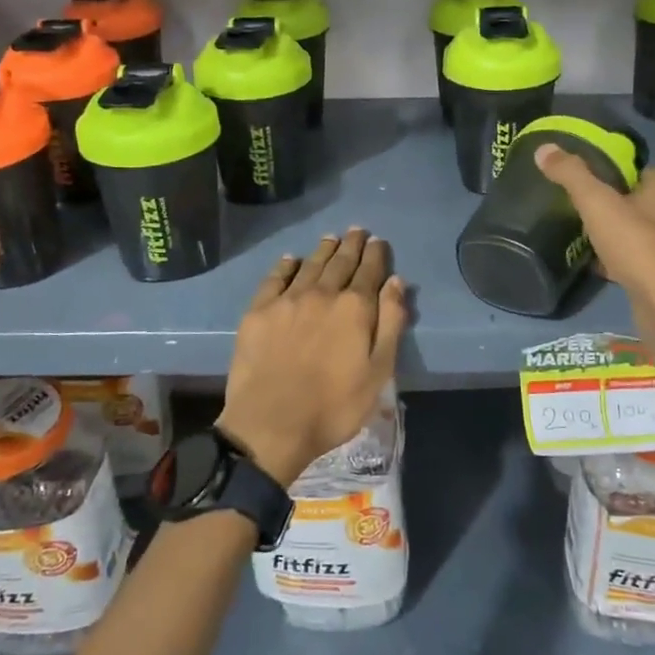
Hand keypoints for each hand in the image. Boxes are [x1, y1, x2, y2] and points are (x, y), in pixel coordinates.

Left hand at [218, 229, 408, 487]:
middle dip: (351, 245)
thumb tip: (396, 282)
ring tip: (331, 238)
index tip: (378, 241)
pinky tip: (291, 260)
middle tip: (357, 231)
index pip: (369, 272)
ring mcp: (287, 300)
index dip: (375, 255)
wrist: (271, 424)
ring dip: (323, 250)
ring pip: (310, 265)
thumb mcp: (378, 371)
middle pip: (340, 262)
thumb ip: (390, 323)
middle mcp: (322, 294)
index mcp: (354, 308)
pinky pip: (275, 279)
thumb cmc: (334, 405)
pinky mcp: (259, 311)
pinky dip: (286, 266)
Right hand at [533, 143, 654, 314]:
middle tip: (575, 212)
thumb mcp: (597, 204)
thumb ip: (571, 174)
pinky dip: (619, 258)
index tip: (576, 186)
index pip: (631, 168)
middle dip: (605, 206)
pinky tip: (597, 265)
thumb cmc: (639, 247)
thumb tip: (544, 148)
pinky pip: (638, 255)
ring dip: (610, 233)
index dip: (603, 174)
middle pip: (631, 198)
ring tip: (581, 237)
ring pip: (634, 228)